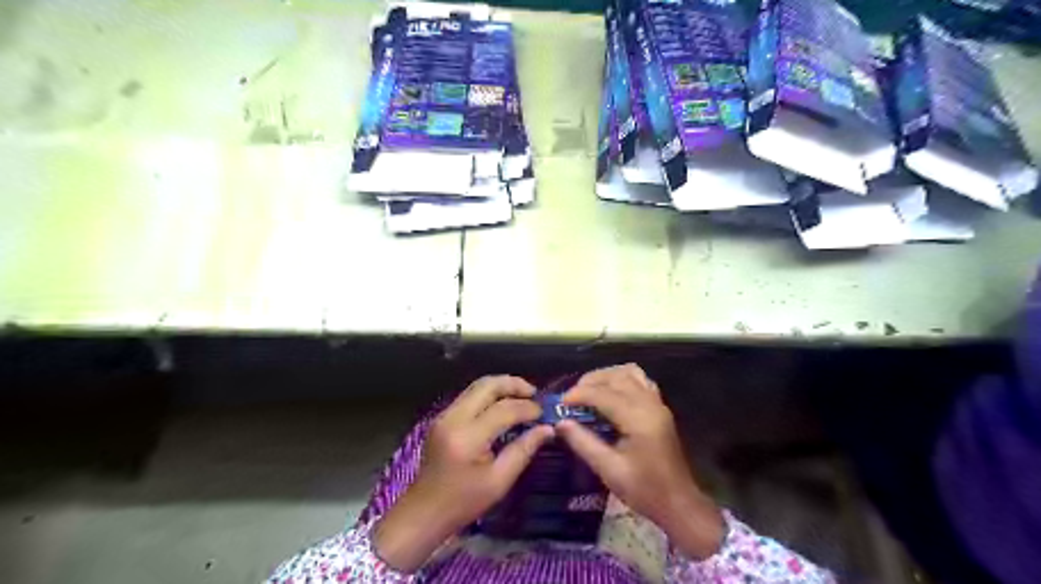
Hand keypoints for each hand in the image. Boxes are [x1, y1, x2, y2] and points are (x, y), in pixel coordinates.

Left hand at [375, 377, 552, 571]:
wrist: (424, 511)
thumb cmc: (464, 502)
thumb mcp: (499, 481)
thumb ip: (523, 450)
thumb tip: (548, 429)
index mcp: (468, 437)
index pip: (504, 410)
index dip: (527, 408)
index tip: (544, 413)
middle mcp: (454, 418)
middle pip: (487, 386)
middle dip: (514, 384)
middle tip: (535, 393)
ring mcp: (444, 415)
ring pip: (477, 386)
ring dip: (501, 386)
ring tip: (523, 395)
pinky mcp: (442, 417)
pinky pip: (469, 395)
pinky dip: (489, 394)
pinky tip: (503, 404)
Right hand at [553, 366, 726, 560]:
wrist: (679, 503)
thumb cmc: (644, 490)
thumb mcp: (609, 470)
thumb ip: (584, 443)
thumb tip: (560, 423)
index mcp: (638, 419)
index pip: (603, 394)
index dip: (579, 394)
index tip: (560, 402)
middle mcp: (649, 404)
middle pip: (616, 377)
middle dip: (591, 381)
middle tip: (571, 396)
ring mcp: (657, 404)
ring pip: (630, 373)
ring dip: (607, 376)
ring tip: (588, 390)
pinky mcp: (660, 408)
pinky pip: (641, 380)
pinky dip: (622, 379)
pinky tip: (610, 392)